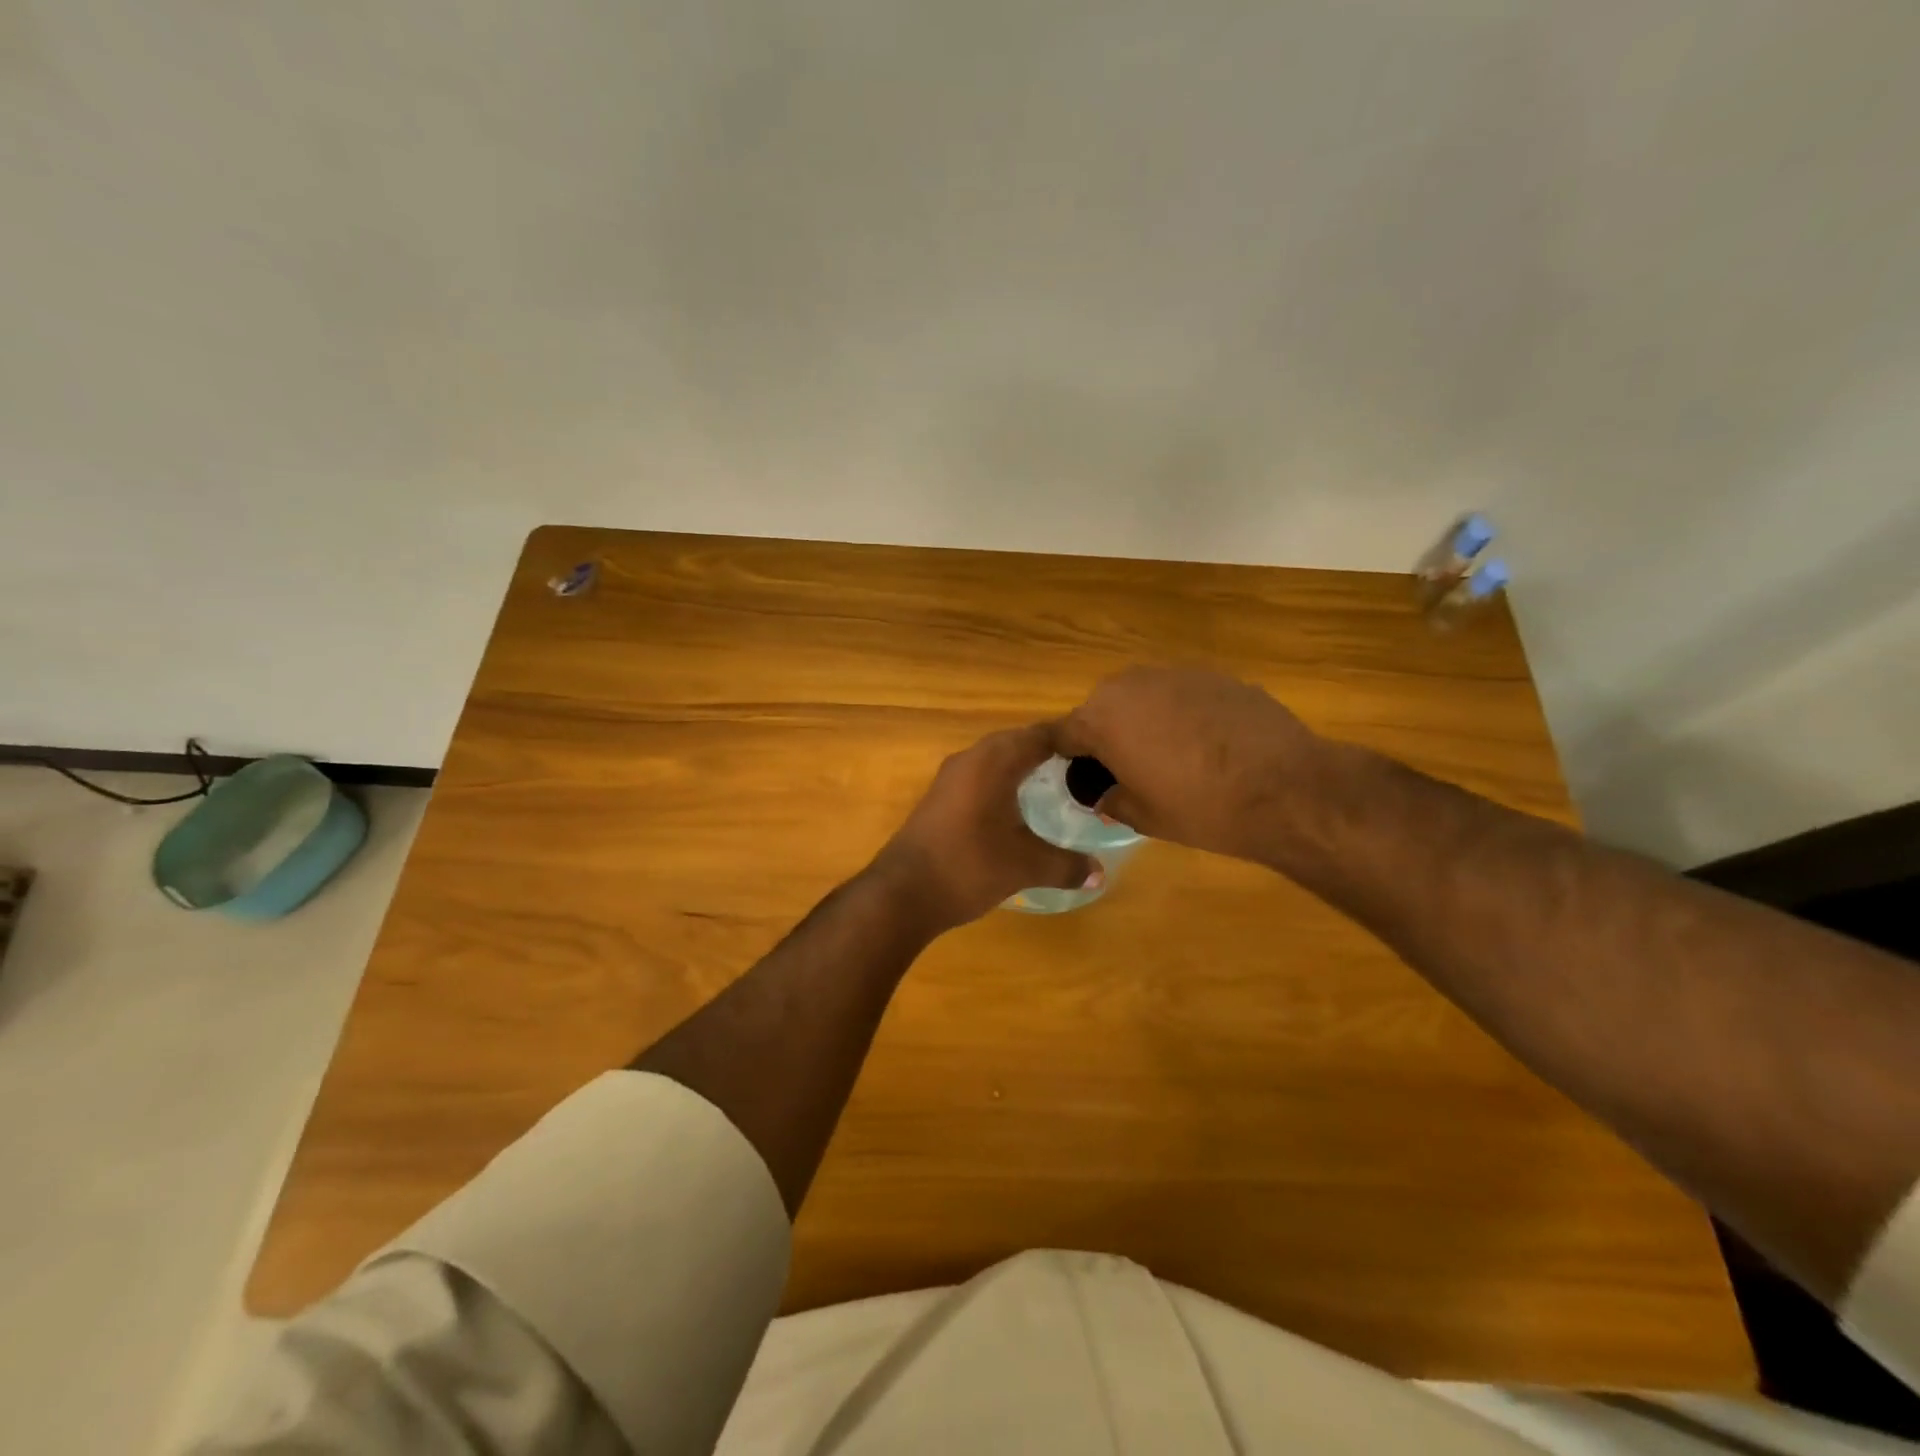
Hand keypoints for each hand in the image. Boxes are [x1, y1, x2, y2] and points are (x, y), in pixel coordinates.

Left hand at [868, 725, 1096, 934]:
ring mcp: (951, 777)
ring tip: (1057, 786)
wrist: (903, 892)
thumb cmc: (969, 866)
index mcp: (994, 761)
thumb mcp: (1025, 866)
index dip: (1071, 740)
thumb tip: (1100, 873)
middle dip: (1050, 751)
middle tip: (1085, 770)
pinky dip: (1003, 782)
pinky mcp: (940, 797)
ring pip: (995, 758)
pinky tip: (1018, 808)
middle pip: (1017, 741)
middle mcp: (971, 758)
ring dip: (1024, 766)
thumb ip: (1066, 865)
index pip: (1041, 734)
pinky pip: (980, 776)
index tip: (1100, 753)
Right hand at [1053, 666, 1324, 862]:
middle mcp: (1131, 685)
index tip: (1075, 777)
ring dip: (1144, 721)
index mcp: (1102, 719)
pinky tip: (1207, 745)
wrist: (1286, 787)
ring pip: (1143, 697)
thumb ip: (1110, 800)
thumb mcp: (1143, 817)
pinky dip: (1182, 715)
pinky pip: (1180, 694)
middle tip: (1126, 771)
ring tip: (1169, 757)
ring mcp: (1176, 674)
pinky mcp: (1214, 675)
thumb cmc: (1201, 807)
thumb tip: (1102, 794)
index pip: (1062, 733)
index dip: (1063, 756)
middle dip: (1106, 735)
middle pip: (1102, 708)